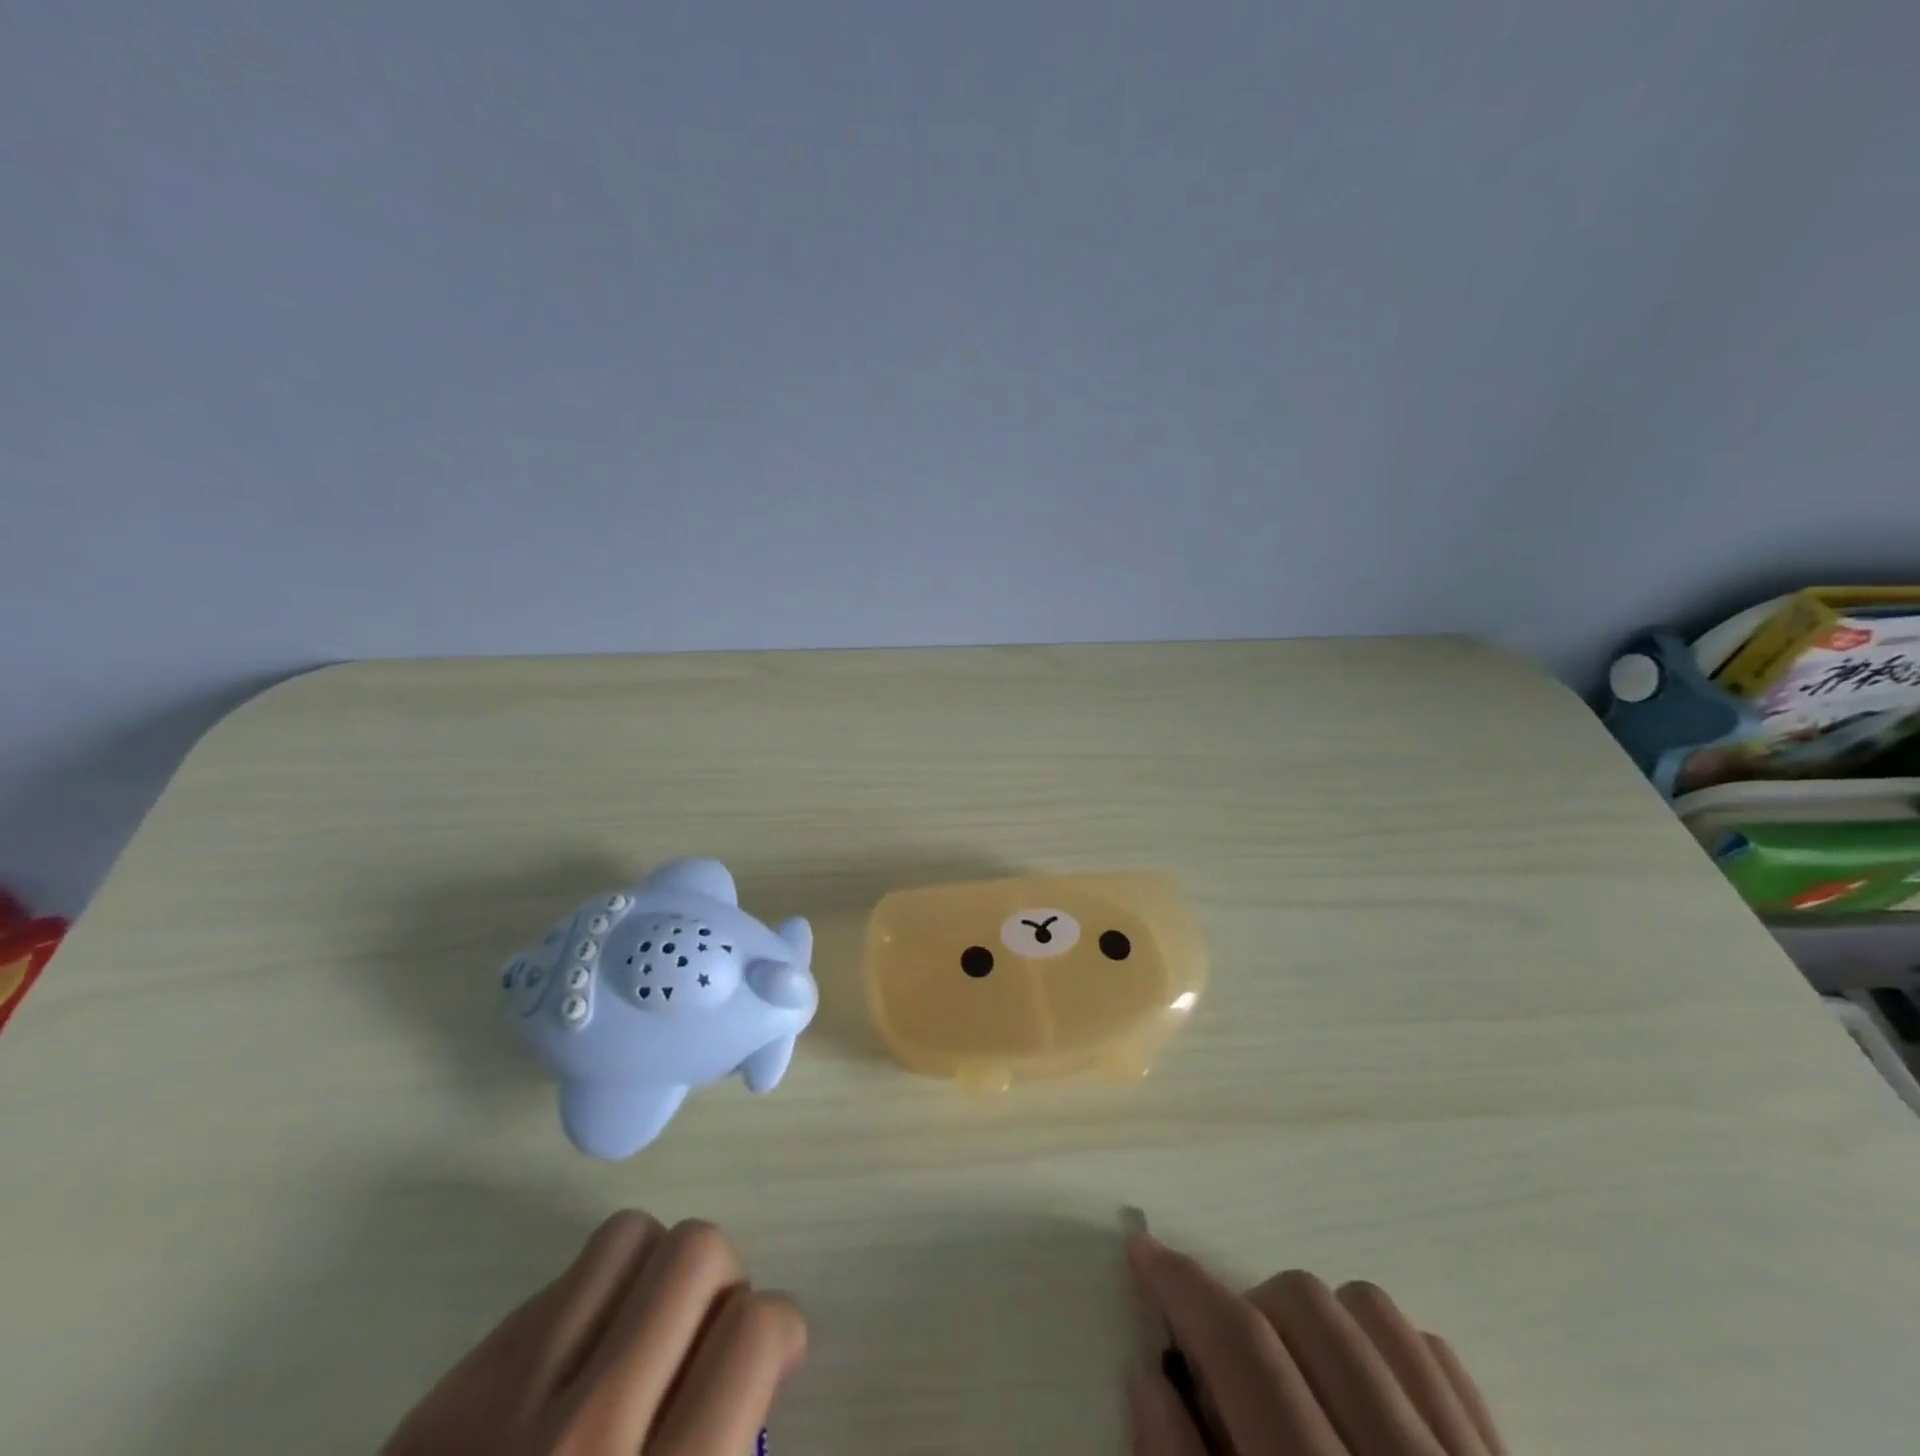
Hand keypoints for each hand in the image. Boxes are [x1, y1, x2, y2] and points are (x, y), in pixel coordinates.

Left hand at [383, 1212, 805, 1455]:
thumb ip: (731, 1449)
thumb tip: (764, 1355)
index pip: (753, 1330)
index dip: (779, 1330)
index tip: (766, 1361)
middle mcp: (586, 1443)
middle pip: (695, 1253)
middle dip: (721, 1283)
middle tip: (705, 1340)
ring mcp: (501, 1413)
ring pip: (627, 1237)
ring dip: (653, 1275)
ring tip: (643, 1334)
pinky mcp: (442, 1403)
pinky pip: (556, 1285)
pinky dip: (589, 1308)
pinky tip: (575, 1371)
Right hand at [1126, 1237, 1503, 1455]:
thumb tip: (1148, 1376)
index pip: (1245, 1349)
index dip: (1184, 1288)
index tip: (1142, 1253)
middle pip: (1310, 1309)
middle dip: (1248, 1309)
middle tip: (1221, 1363)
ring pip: (1378, 1316)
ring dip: (1317, 1323)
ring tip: (1294, 1378)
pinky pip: (1443, 1364)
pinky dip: (1386, 1354)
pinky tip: (1363, 1403)